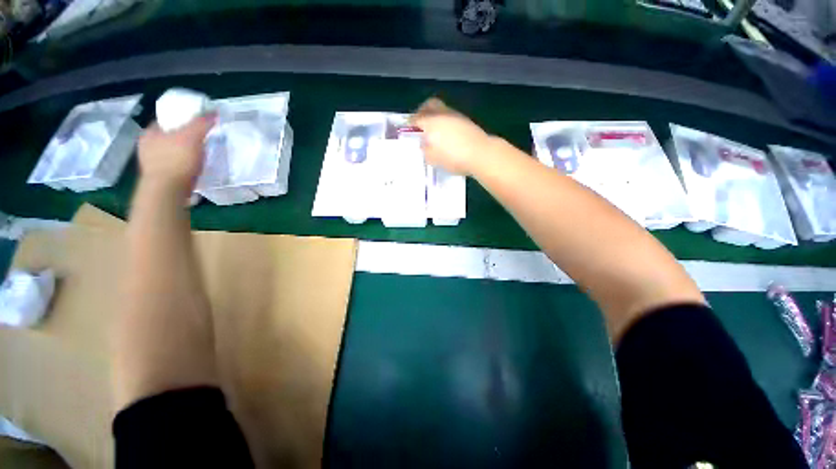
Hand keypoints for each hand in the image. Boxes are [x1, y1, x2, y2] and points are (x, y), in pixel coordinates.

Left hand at [137, 115, 214, 190]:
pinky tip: (193, 168)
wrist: (167, 191)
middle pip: (167, 137)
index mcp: (149, 133)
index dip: (179, 119)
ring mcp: (152, 163)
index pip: (164, 120)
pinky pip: (173, 166)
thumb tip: (213, 112)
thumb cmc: (176, 160)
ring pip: (169, 152)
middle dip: (181, 137)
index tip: (193, 123)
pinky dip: (182, 165)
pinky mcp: (160, 177)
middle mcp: (146, 146)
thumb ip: (202, 123)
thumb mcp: (192, 137)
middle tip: (199, 139)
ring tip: (198, 155)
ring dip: (181, 153)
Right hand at [410, 98, 492, 175]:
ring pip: (441, 110)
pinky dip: (445, 122)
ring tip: (434, 132)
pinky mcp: (465, 121)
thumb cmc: (454, 157)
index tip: (408, 129)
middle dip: (422, 112)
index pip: (416, 118)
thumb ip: (425, 150)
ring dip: (435, 117)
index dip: (410, 123)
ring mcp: (455, 116)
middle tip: (420, 124)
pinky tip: (446, 135)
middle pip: (429, 105)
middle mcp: (442, 114)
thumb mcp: (433, 159)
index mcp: (431, 122)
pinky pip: (450, 117)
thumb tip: (424, 144)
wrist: (481, 154)